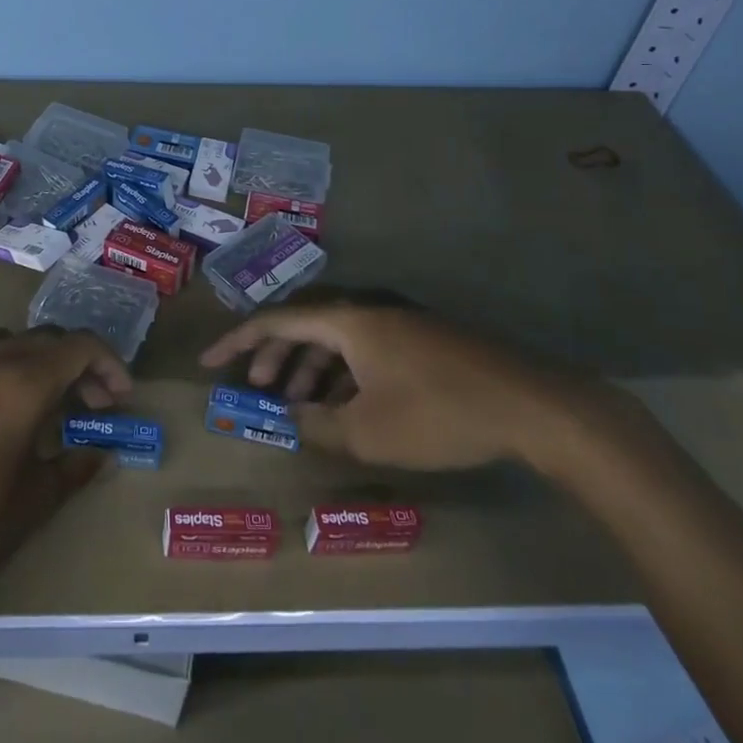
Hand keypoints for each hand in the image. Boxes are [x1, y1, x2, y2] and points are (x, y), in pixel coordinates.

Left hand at [0, 326, 131, 609]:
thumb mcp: (35, 502)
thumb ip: (74, 467)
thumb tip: (99, 452)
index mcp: (21, 383)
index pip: (78, 346)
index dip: (109, 364)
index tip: (122, 397)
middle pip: (48, 339)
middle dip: (80, 364)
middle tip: (96, 404)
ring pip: (15, 343)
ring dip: (44, 362)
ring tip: (55, 404)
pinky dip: (13, 371)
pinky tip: (13, 416)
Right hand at [199, 288, 596, 471]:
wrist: (531, 406)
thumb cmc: (438, 414)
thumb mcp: (368, 432)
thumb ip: (317, 426)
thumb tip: (288, 420)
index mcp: (348, 321)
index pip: (277, 320)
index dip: (238, 341)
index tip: (211, 363)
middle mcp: (369, 311)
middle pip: (306, 326)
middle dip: (276, 358)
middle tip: (259, 392)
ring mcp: (400, 324)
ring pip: (338, 340)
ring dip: (311, 370)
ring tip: (301, 407)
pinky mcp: (424, 342)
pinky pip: (366, 351)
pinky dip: (344, 375)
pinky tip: (348, 407)